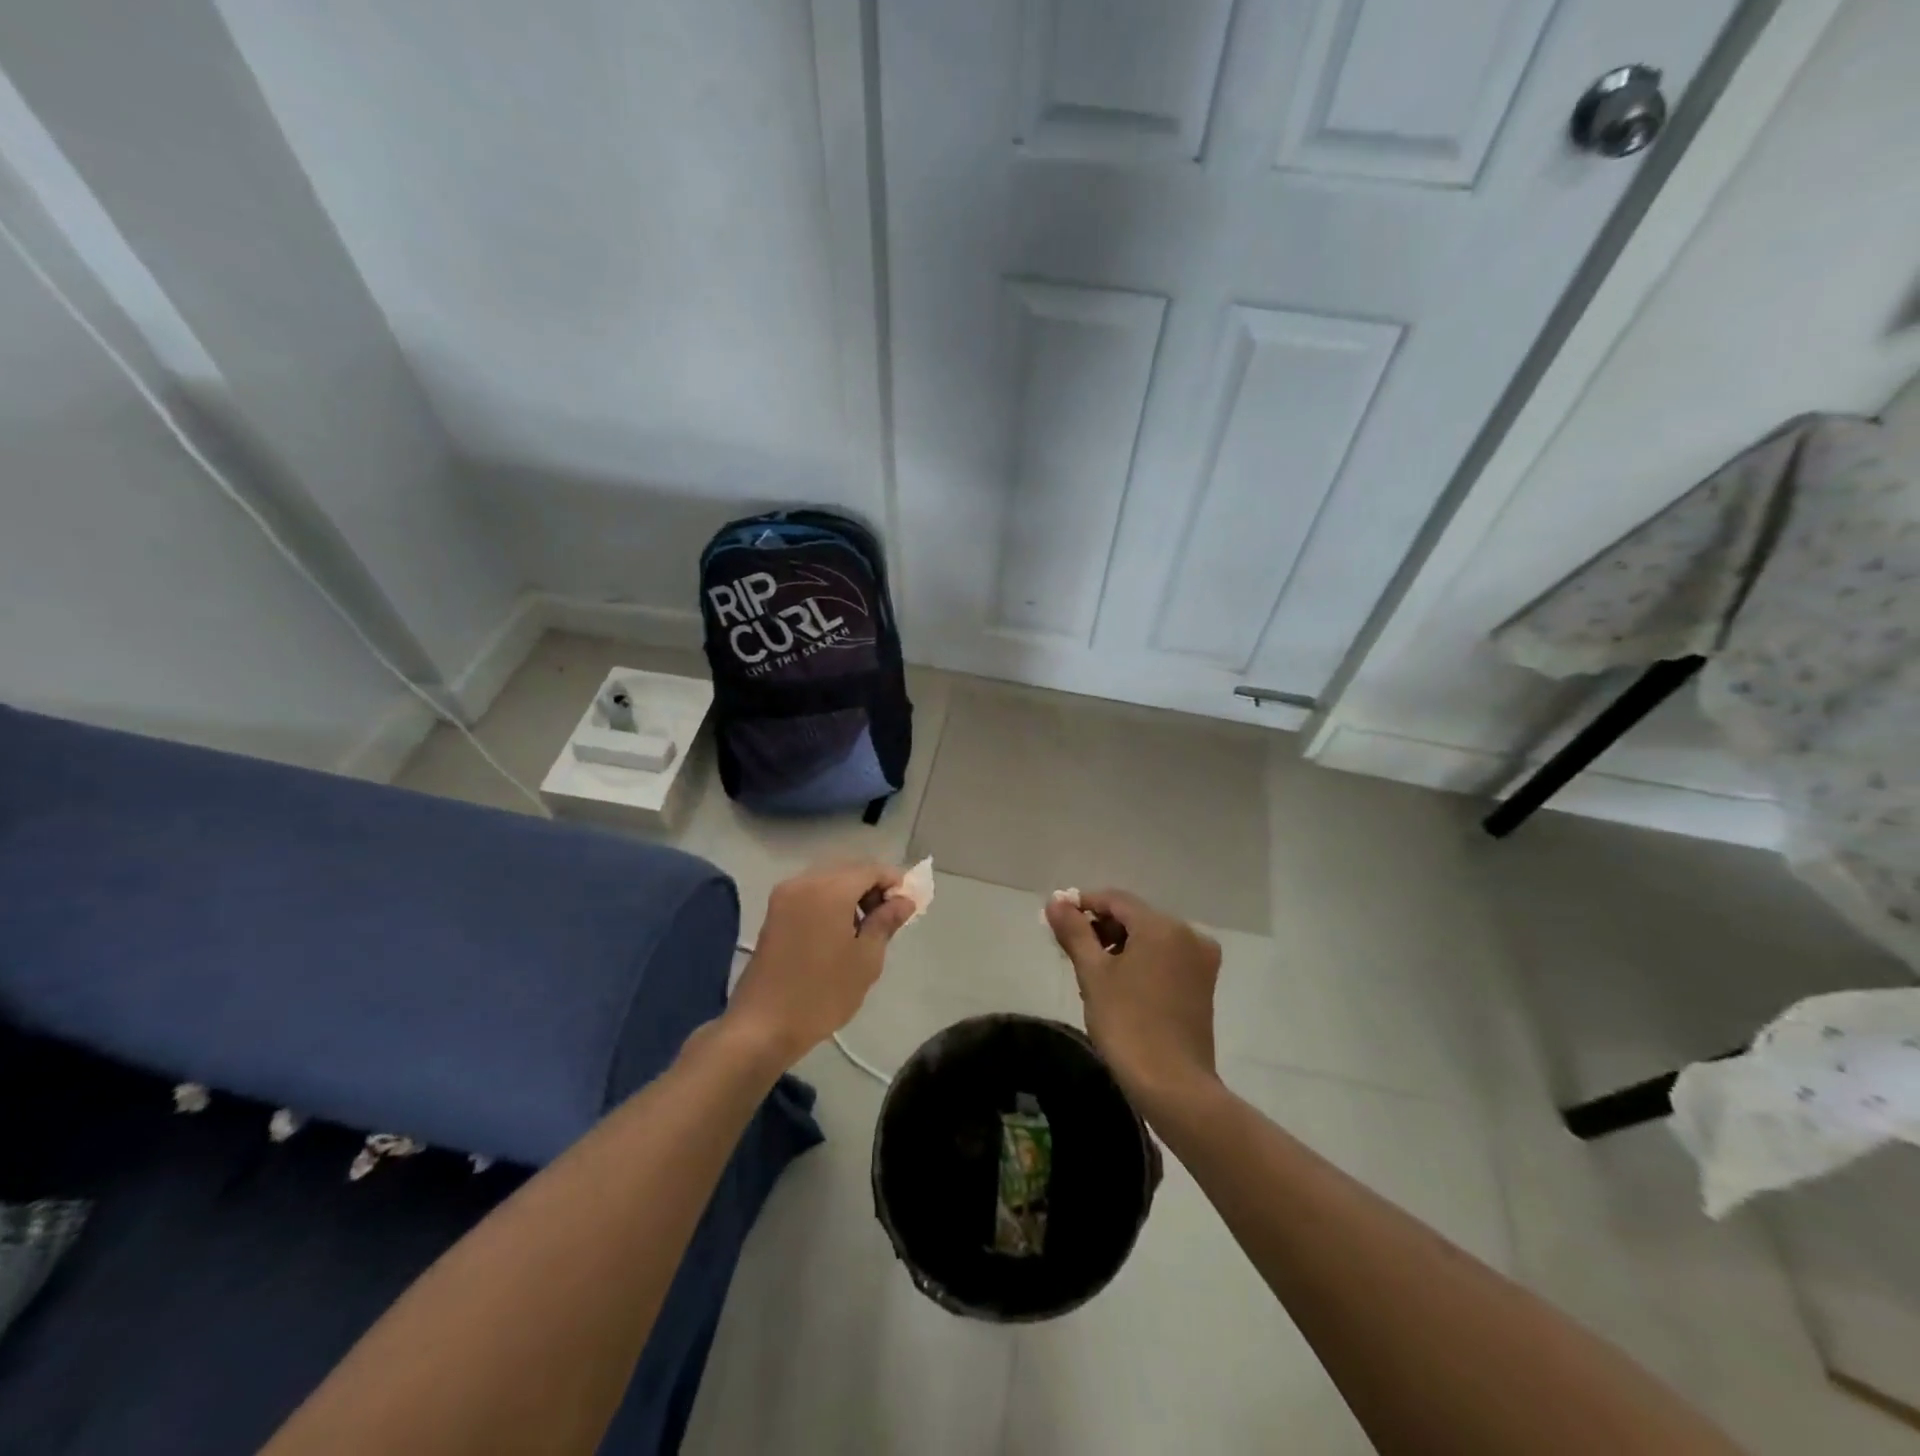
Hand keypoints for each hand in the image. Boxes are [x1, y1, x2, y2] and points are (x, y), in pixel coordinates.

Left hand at [724, 861, 914, 1069]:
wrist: (762, 1026)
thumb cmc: (822, 994)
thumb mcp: (866, 959)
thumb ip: (886, 922)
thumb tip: (903, 900)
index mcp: (829, 889)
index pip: (871, 869)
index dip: (894, 882)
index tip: (908, 906)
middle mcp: (804, 882)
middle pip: (849, 870)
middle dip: (872, 887)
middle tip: (889, 919)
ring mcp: (784, 896)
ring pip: (829, 880)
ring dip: (851, 894)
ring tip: (865, 929)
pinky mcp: (774, 913)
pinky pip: (811, 893)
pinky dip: (830, 902)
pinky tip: (839, 932)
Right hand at [1046, 889, 1221, 1106]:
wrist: (1173, 1085)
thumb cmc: (1128, 1024)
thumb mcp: (1093, 974)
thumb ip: (1074, 932)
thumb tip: (1055, 902)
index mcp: (1162, 926)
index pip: (1116, 900)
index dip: (1084, 904)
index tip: (1057, 919)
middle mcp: (1188, 934)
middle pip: (1135, 917)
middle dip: (1102, 927)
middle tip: (1072, 948)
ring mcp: (1201, 960)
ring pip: (1151, 937)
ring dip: (1121, 944)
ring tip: (1094, 970)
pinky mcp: (1203, 984)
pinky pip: (1166, 957)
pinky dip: (1142, 960)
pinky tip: (1121, 983)